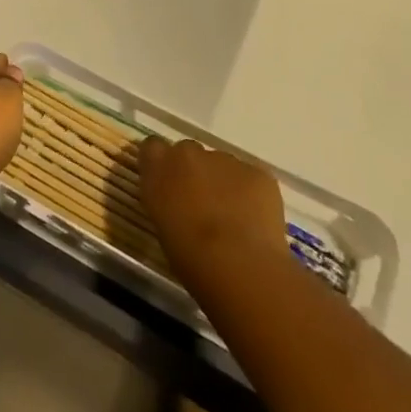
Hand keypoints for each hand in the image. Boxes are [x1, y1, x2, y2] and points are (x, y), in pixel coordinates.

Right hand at [139, 137, 286, 284]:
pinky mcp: (257, 173)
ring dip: (223, 184)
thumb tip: (175, 201)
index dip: (161, 164)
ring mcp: (225, 159)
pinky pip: (251, 179)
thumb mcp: (161, 225)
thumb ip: (164, 201)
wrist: (237, 264)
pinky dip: (252, 194)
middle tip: (202, 205)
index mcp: (158, 165)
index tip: (167, 184)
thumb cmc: (188, 256)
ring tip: (233, 220)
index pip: (152, 147)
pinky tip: (255, 223)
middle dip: (194, 172)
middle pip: (189, 153)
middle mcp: (188, 152)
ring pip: (222, 165)